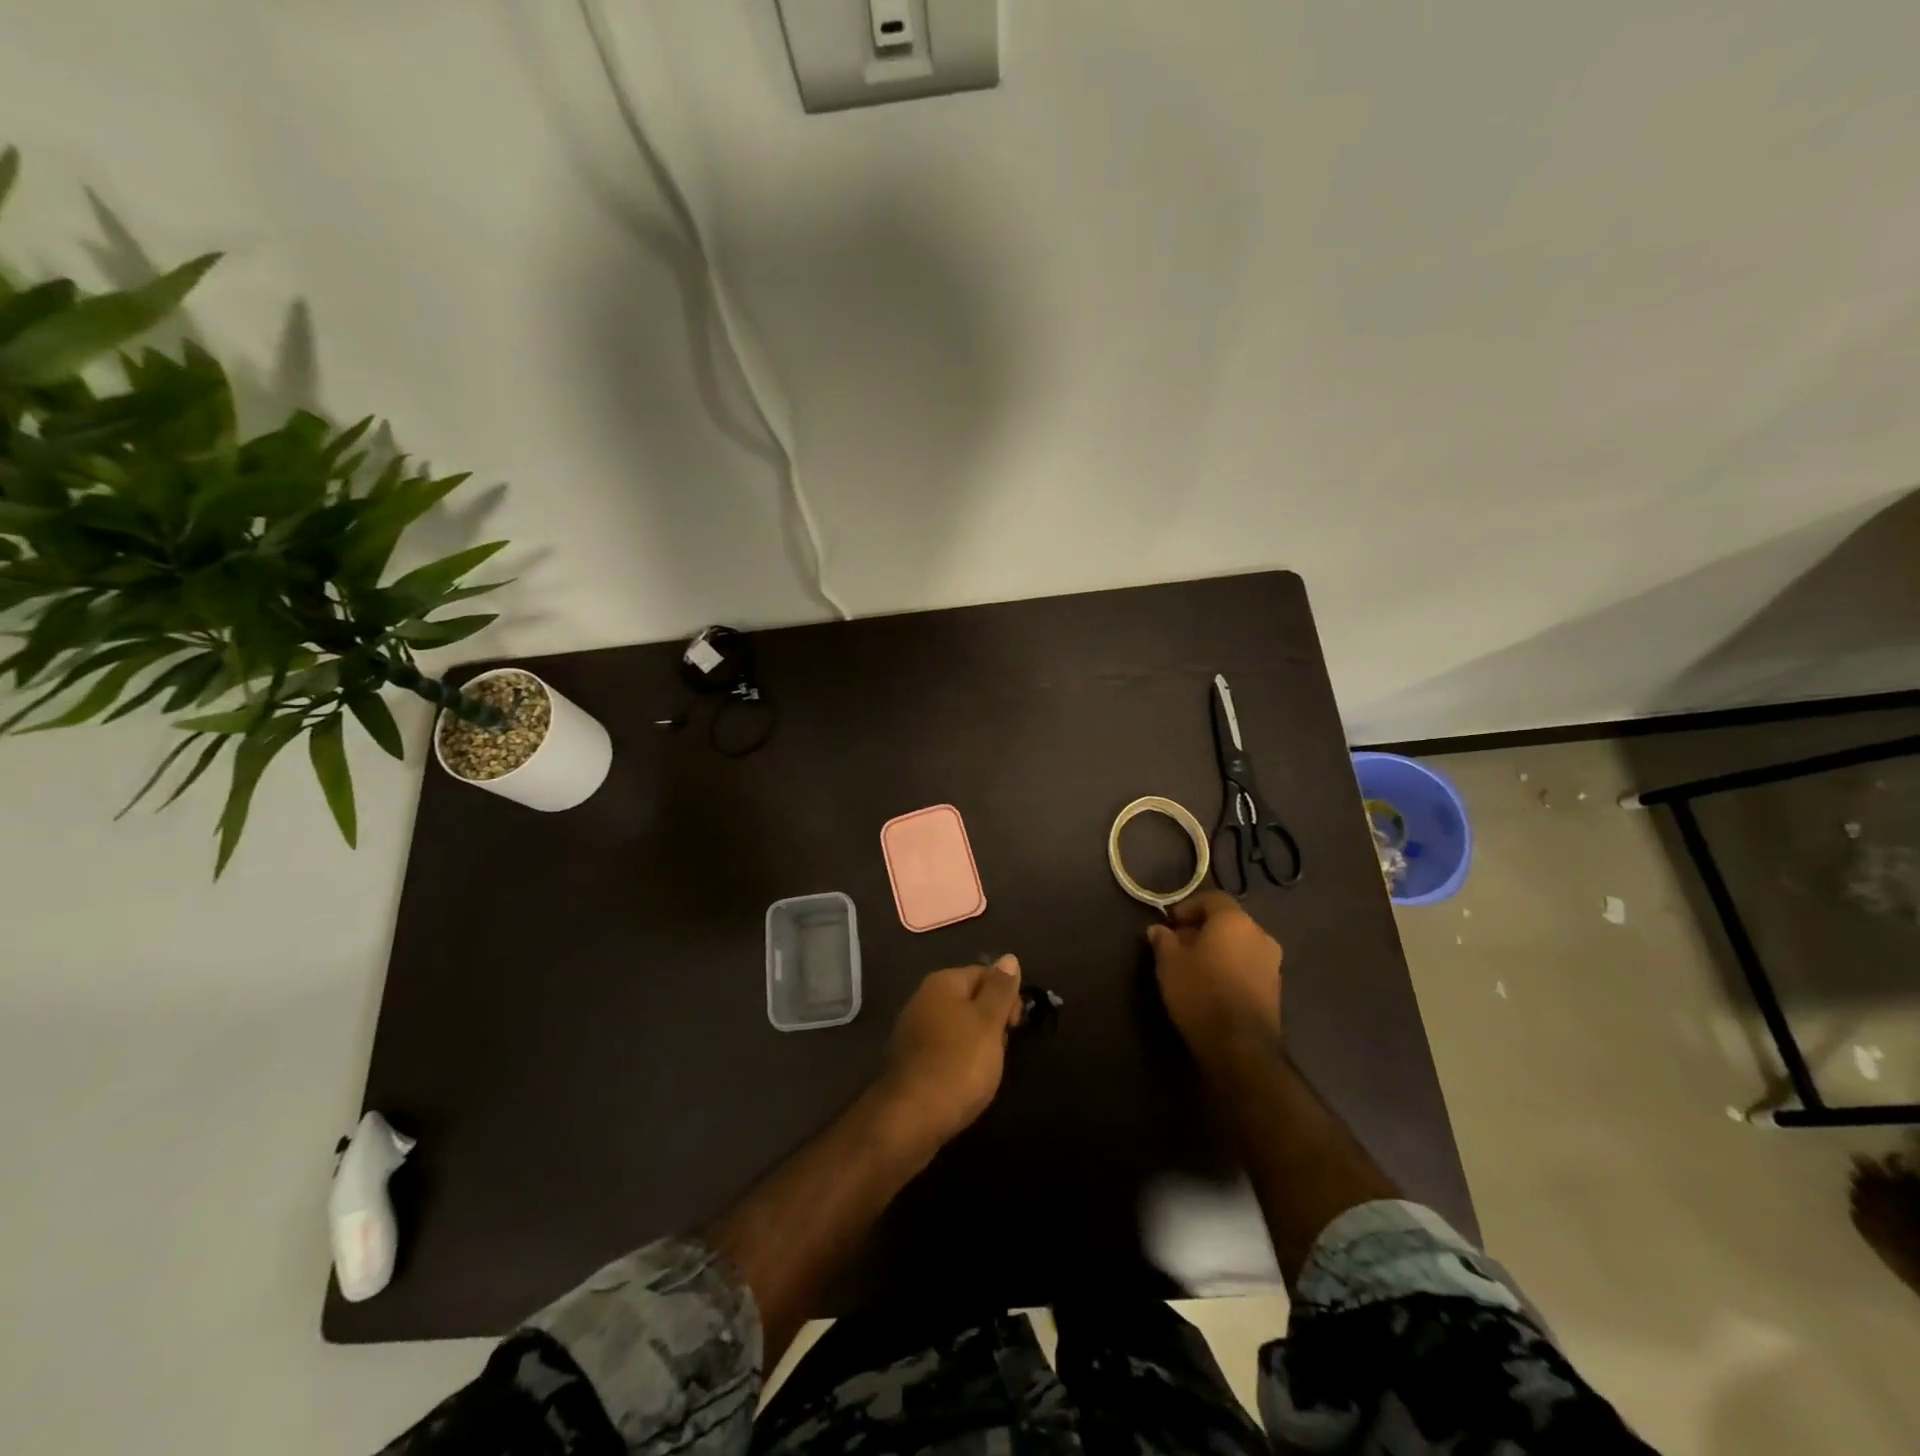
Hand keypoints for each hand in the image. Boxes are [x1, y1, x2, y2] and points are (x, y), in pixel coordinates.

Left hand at [878, 957, 1024, 1149]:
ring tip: (986, 1069)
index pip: (985, 974)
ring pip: (959, 1026)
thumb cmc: (958, 1063)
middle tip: (1001, 1050)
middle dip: (993, 1022)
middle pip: (971, 999)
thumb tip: (1009, 957)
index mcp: (942, 983)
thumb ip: (1000, 989)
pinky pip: (945, 1049)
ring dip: (978, 1043)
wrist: (910, 1118)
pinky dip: (959, 1060)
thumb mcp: (988, 1022)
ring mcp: (914, 1029)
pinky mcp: (911, 1059)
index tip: (1016, 1027)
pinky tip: (965, 1081)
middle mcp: (924, 999)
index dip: (1007, 997)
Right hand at [1147, 891, 1282, 1051]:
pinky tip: (1212, 985)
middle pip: (1228, 922)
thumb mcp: (1169, 964)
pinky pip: (1248, 966)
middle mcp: (1260, 935)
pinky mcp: (1275, 989)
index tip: (1170, 923)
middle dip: (1202, 929)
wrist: (1240, 1046)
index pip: (1212, 899)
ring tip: (1194, 967)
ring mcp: (1272, 963)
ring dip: (1218, 950)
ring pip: (1240, 945)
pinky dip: (1231, 968)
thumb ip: (1163, 940)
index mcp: (1235, 921)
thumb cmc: (1201, 992)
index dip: (1188, 907)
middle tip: (1178, 945)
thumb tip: (1158, 929)